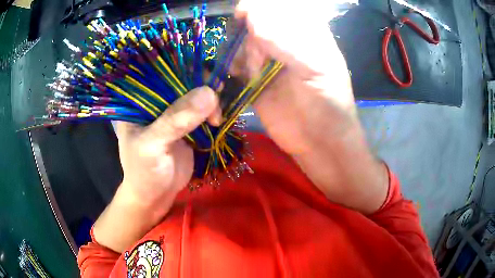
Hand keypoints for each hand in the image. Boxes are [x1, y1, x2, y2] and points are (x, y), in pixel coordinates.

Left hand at [94, 87, 219, 251]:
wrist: (155, 196)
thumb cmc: (144, 172)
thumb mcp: (153, 146)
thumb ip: (176, 120)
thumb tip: (210, 93)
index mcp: (140, 100)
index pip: (161, 72)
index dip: (184, 66)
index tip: (206, 73)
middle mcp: (156, 101)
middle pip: (182, 80)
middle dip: (201, 84)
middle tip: (218, 95)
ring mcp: (172, 112)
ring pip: (195, 94)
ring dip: (210, 100)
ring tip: (217, 116)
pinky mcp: (186, 124)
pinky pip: (202, 111)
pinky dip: (213, 112)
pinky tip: (219, 118)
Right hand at [230, 0, 388, 213]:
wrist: (319, 143)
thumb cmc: (329, 105)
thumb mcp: (317, 68)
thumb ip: (288, 41)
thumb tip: (253, 15)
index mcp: (304, 30)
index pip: (276, 7)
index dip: (257, 8)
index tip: (244, 16)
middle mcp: (282, 40)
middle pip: (251, 22)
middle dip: (247, 37)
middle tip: (257, 62)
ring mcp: (265, 59)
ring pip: (238, 43)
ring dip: (237, 56)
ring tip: (253, 76)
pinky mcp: (251, 79)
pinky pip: (232, 66)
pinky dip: (226, 70)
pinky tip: (232, 80)